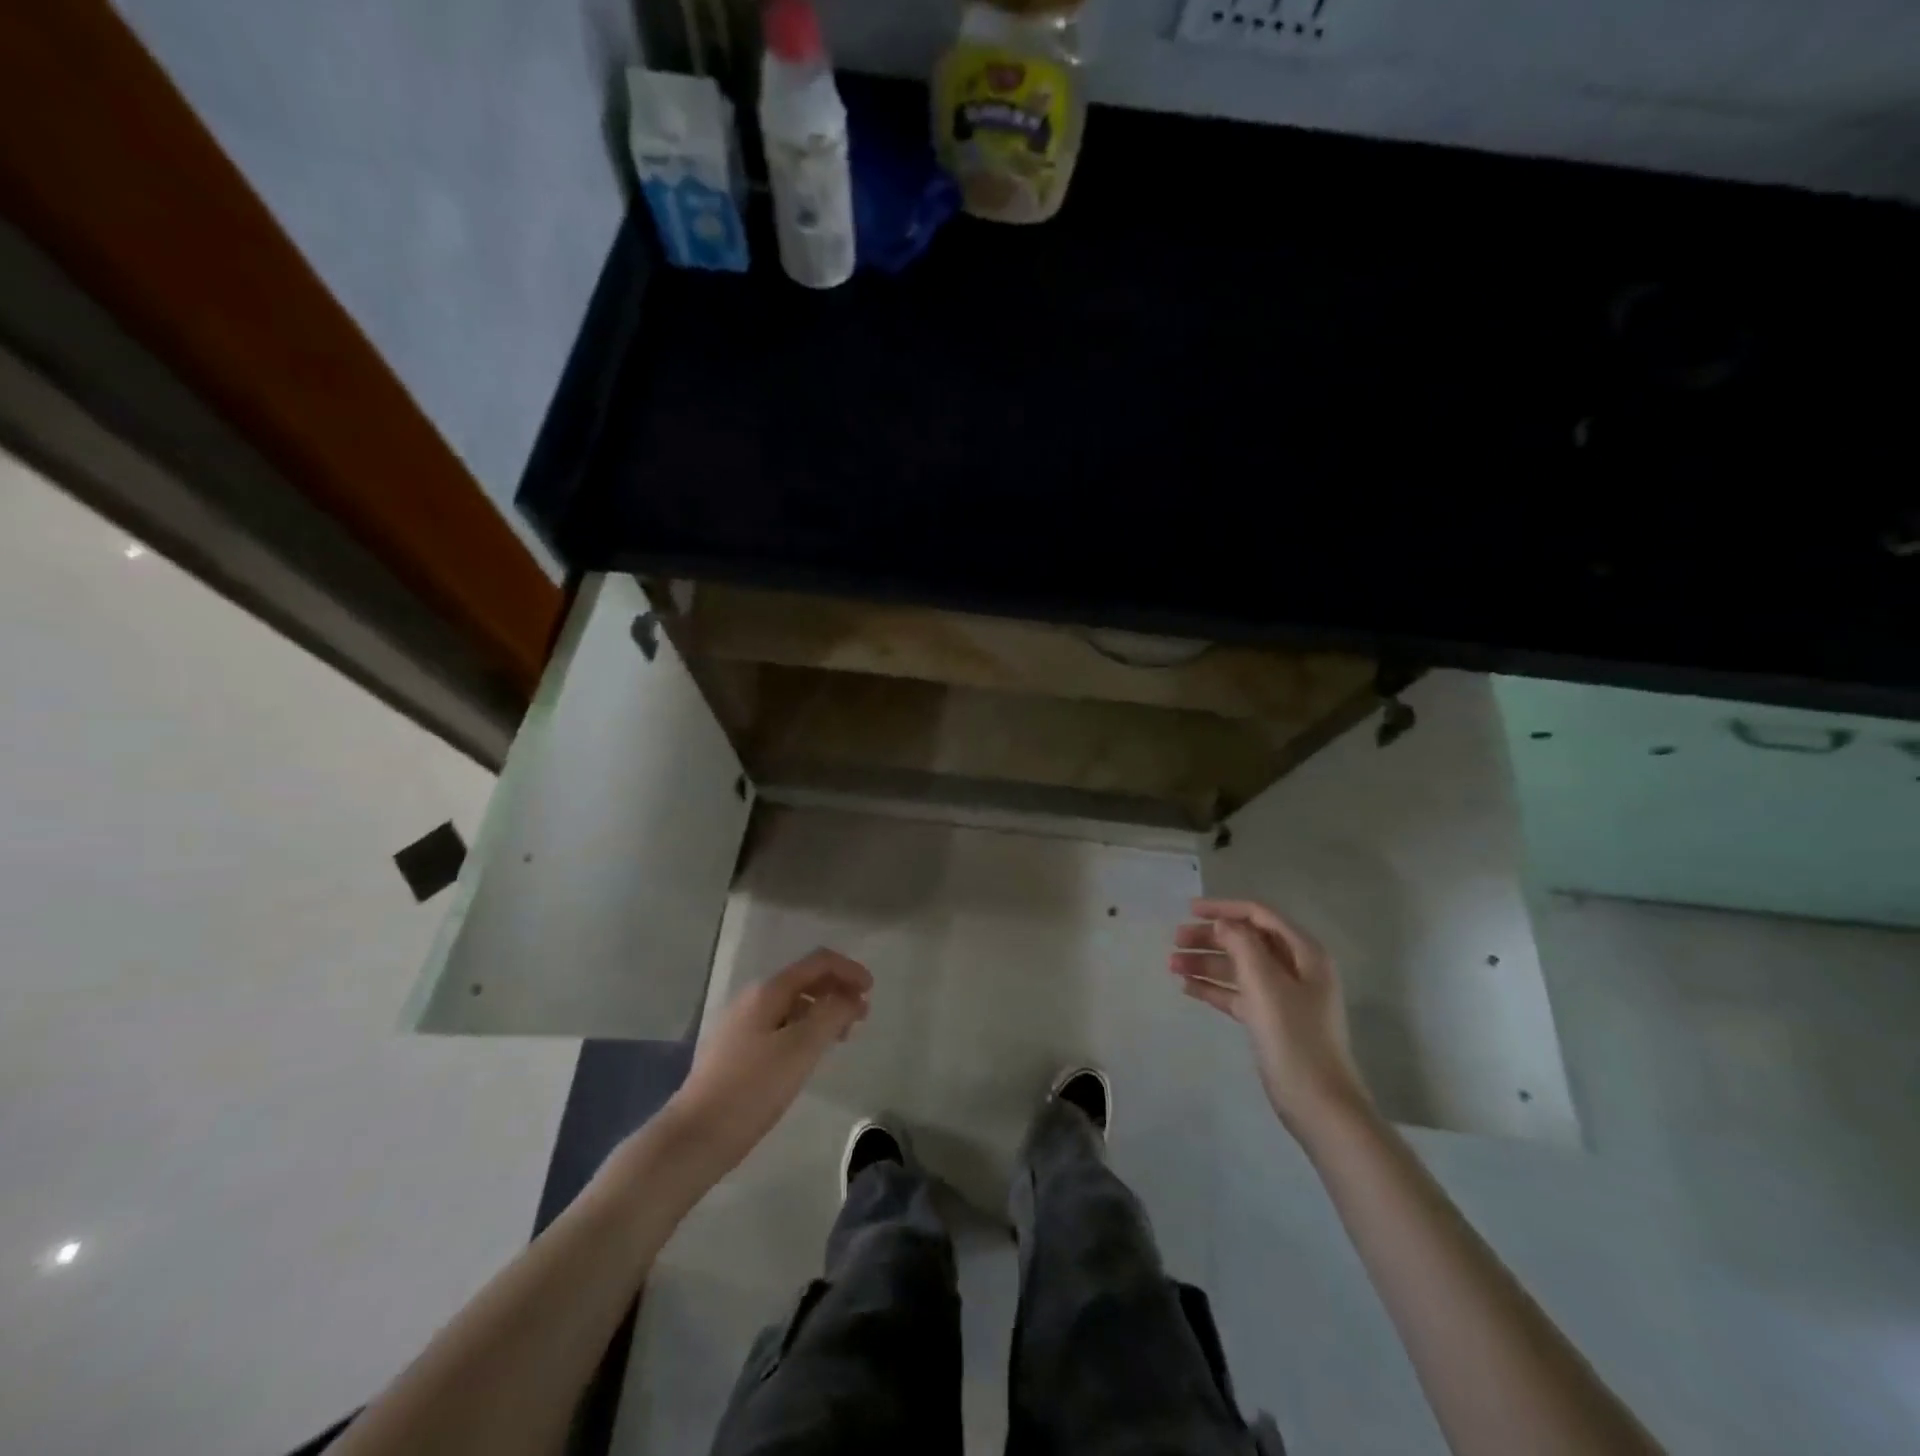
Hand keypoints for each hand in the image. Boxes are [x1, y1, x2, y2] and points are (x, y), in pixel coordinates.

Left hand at [665, 949, 872, 1174]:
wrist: (695, 1136)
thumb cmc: (752, 1089)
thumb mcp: (801, 1049)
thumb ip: (831, 1014)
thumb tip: (851, 996)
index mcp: (768, 991)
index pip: (817, 962)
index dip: (849, 970)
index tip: (872, 991)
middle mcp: (753, 998)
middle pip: (805, 980)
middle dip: (837, 991)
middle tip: (861, 1017)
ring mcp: (741, 1024)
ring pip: (793, 1004)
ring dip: (822, 1011)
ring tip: (841, 1036)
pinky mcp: (736, 1050)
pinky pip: (780, 1025)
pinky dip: (804, 1029)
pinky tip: (809, 1054)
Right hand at [1171, 898, 1371, 1141]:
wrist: (1318, 1103)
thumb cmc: (1293, 1036)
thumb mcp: (1266, 984)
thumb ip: (1242, 945)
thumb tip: (1224, 923)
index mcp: (1304, 953)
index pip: (1260, 915)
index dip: (1224, 909)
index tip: (1189, 911)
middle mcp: (1296, 969)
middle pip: (1247, 941)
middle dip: (1211, 938)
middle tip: (1176, 941)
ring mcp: (1284, 996)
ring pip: (1239, 968)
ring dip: (1207, 963)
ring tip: (1172, 966)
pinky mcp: (1271, 1021)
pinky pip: (1238, 994)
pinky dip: (1214, 988)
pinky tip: (1187, 988)